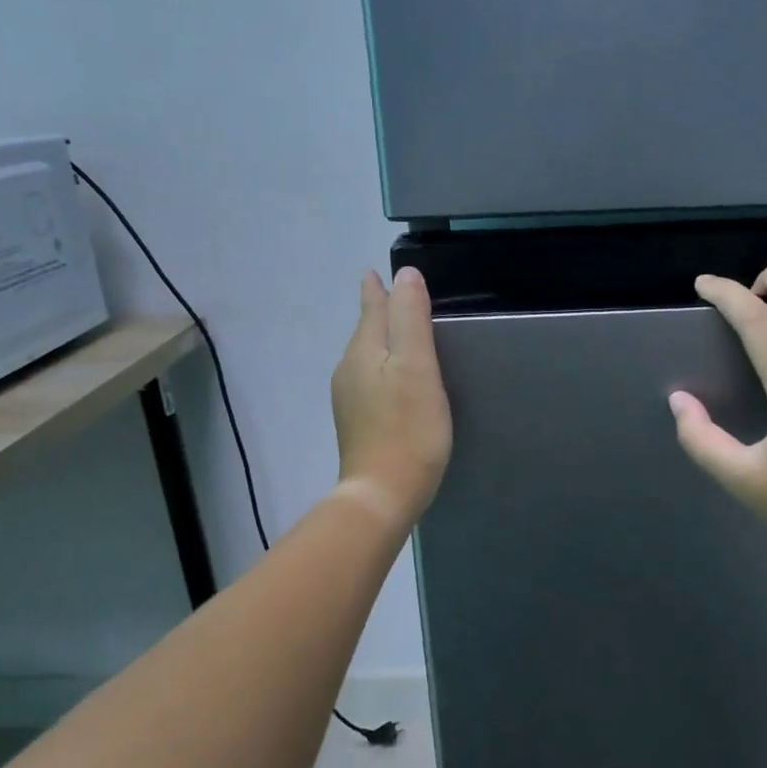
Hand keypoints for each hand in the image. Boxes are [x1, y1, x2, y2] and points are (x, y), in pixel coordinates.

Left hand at [330, 267, 453, 526]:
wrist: (382, 494)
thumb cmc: (407, 428)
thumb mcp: (417, 366)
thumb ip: (410, 318)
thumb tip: (404, 274)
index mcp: (363, 352)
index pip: (371, 310)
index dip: (377, 290)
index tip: (373, 272)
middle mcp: (349, 371)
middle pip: (367, 332)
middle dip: (379, 314)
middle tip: (394, 297)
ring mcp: (350, 401)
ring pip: (367, 358)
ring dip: (381, 342)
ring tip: (398, 335)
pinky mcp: (358, 425)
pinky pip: (370, 382)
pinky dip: (383, 369)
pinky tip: (395, 381)